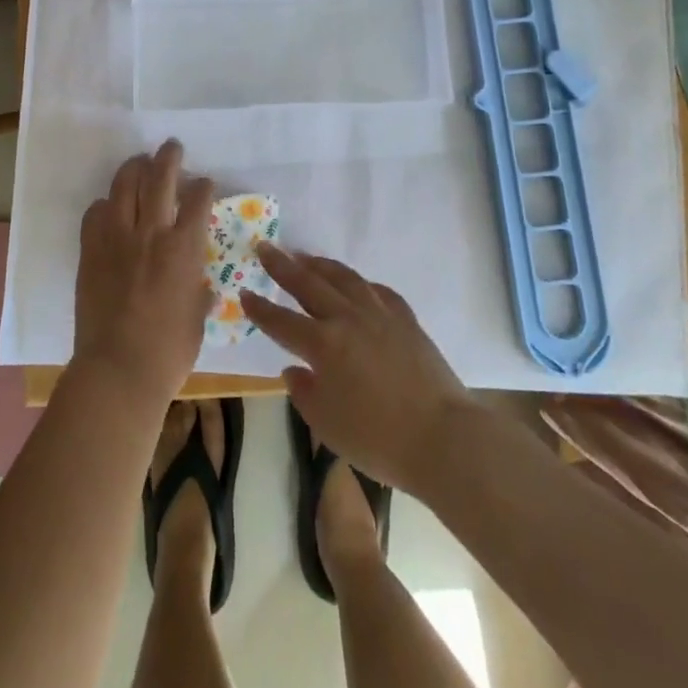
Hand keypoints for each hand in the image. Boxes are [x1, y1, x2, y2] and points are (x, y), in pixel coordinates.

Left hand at [73, 140, 215, 409]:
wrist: (118, 370)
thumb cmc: (168, 352)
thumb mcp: (197, 319)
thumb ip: (198, 292)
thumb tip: (201, 285)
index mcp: (184, 249)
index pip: (197, 200)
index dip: (203, 186)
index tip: (204, 182)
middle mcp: (151, 233)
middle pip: (160, 178)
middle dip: (169, 157)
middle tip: (172, 147)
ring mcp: (117, 238)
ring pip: (125, 185)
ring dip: (134, 168)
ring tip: (140, 162)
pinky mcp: (91, 250)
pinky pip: (95, 213)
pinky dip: (105, 204)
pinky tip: (110, 207)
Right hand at [240, 245, 477, 493]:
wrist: (443, 437)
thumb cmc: (379, 440)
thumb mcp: (327, 426)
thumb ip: (304, 393)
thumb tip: (294, 370)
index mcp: (323, 345)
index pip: (281, 321)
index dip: (260, 308)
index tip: (244, 293)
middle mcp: (347, 319)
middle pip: (308, 284)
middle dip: (282, 266)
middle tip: (265, 248)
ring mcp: (379, 314)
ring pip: (343, 278)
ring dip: (319, 264)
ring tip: (304, 256)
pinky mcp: (405, 319)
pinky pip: (377, 290)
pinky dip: (360, 283)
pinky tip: (355, 284)